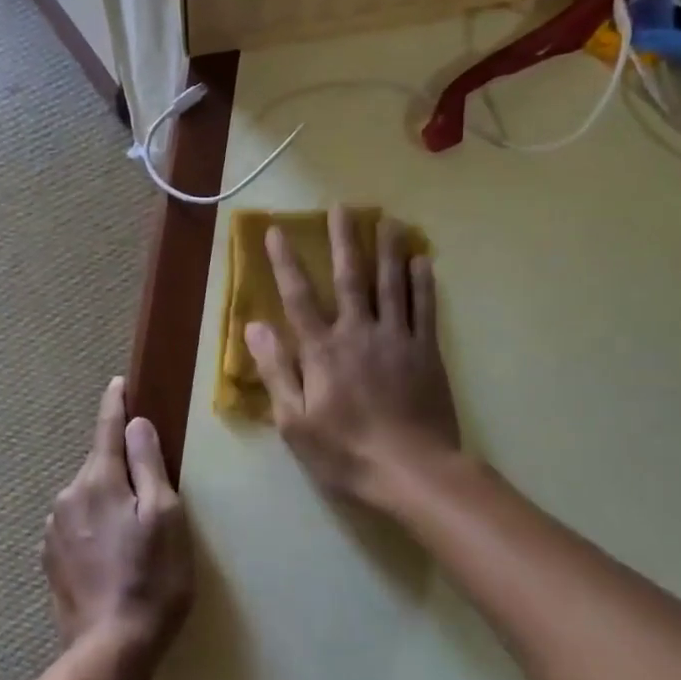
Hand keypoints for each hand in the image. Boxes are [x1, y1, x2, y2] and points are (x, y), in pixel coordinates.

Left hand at [43, 377, 192, 679]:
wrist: (110, 649)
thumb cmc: (151, 579)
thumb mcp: (165, 516)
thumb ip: (148, 465)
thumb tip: (136, 424)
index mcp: (98, 480)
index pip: (106, 428)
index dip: (115, 404)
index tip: (119, 384)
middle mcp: (68, 496)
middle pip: (99, 465)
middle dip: (120, 466)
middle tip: (150, 491)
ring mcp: (54, 529)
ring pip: (88, 497)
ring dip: (108, 500)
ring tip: (133, 534)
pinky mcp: (50, 559)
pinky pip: (76, 526)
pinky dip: (94, 527)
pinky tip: (111, 556)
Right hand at [245, 206, 459, 514]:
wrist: (412, 472)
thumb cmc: (345, 451)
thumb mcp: (294, 420)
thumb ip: (276, 370)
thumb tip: (254, 326)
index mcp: (322, 350)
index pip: (299, 296)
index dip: (286, 262)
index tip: (278, 231)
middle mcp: (358, 332)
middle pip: (350, 277)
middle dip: (343, 240)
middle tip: (342, 207)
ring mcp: (396, 339)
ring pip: (391, 284)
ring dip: (387, 249)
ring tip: (387, 220)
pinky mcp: (426, 352)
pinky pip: (424, 309)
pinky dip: (423, 282)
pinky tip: (423, 260)